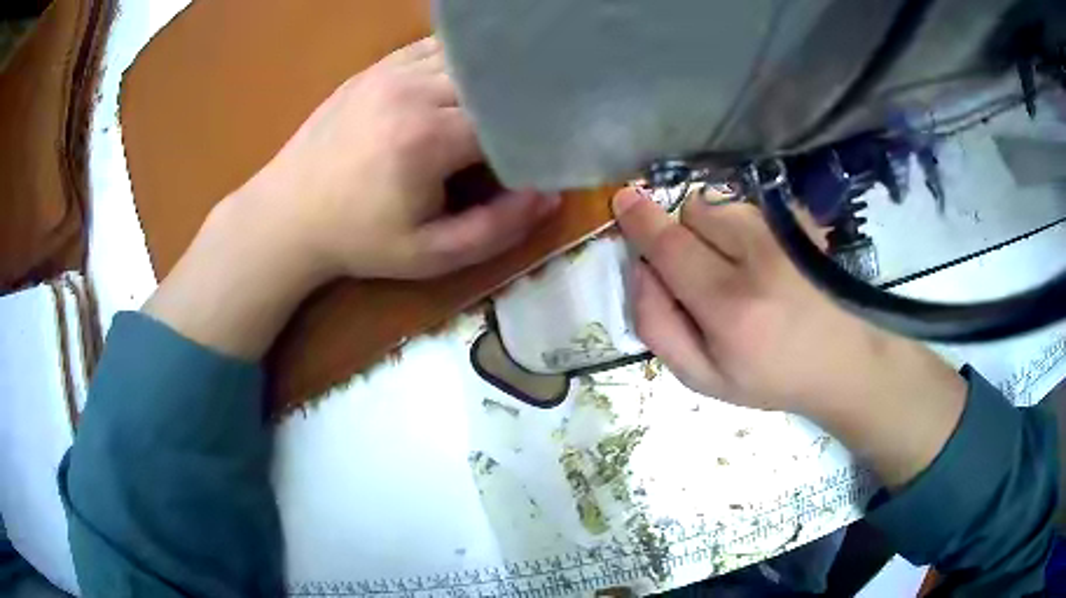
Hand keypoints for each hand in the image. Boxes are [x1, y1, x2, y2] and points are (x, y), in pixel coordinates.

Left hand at [234, 36, 559, 280]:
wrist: (287, 214)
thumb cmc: (358, 239)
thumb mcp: (430, 255)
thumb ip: (497, 229)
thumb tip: (549, 195)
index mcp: (428, 137)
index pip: (509, 119)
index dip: (534, 134)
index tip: (542, 154)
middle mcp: (413, 89)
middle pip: (492, 81)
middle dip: (515, 103)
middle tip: (529, 126)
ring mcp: (391, 71)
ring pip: (466, 59)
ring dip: (490, 80)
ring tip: (500, 104)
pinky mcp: (377, 67)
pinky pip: (434, 49)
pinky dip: (459, 63)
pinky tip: (465, 83)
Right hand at [613, 188, 965, 485]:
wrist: (844, 360)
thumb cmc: (771, 377)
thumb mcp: (704, 379)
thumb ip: (658, 327)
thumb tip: (640, 270)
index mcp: (729, 308)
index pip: (670, 246)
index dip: (640, 220)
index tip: (622, 201)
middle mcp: (758, 258)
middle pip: (692, 211)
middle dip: (681, 232)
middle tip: (700, 271)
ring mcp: (785, 233)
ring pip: (720, 204)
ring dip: (712, 228)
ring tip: (736, 266)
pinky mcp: (801, 220)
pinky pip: (748, 205)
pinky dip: (740, 224)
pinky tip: (763, 258)